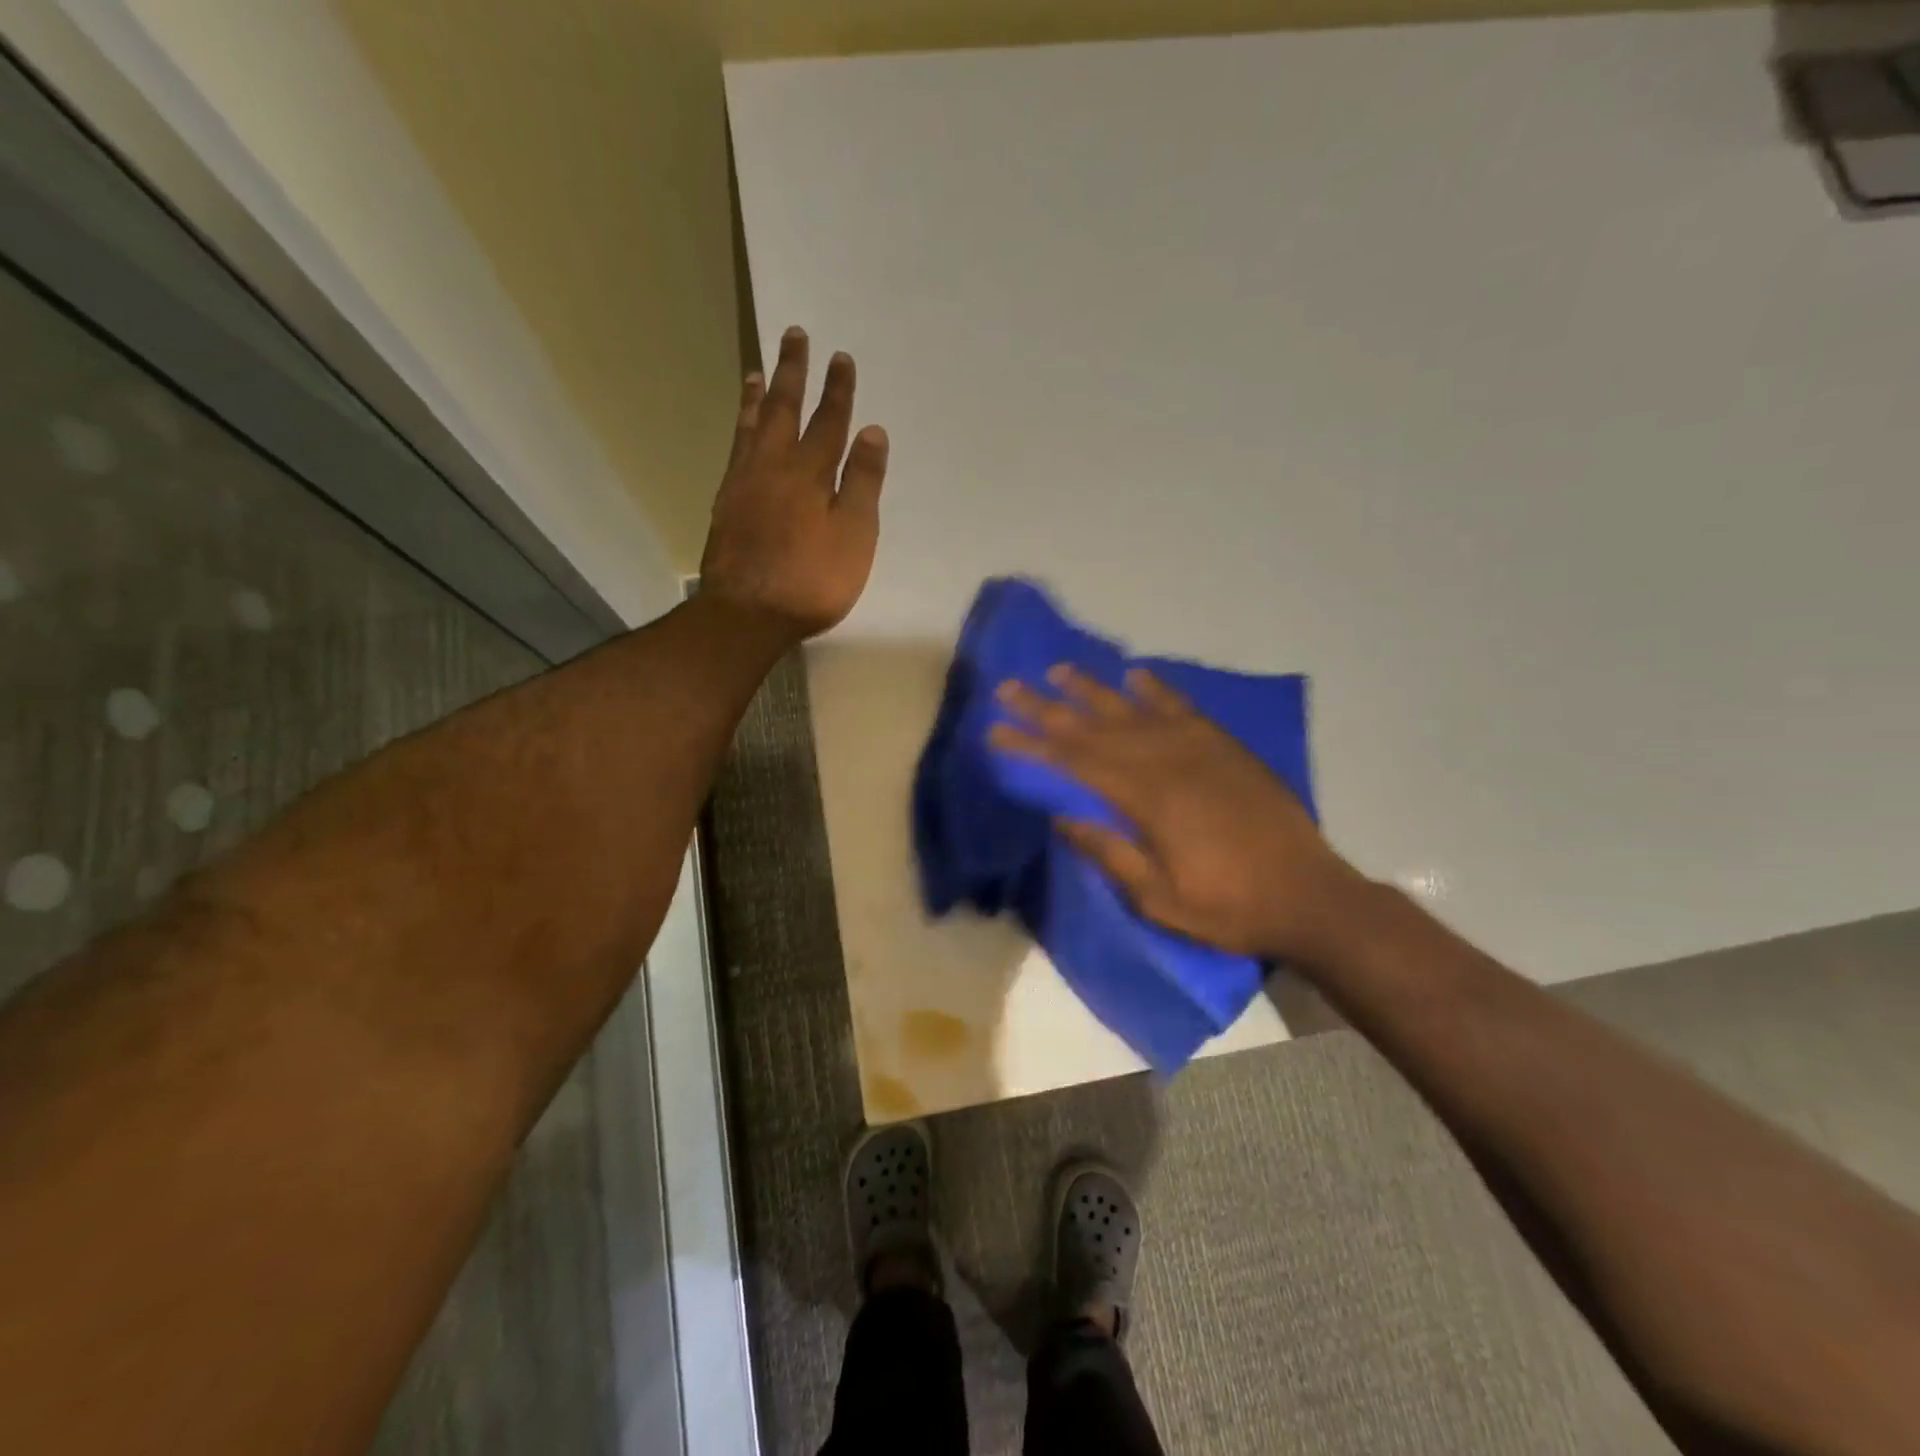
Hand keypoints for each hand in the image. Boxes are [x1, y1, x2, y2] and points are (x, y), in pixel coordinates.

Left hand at [701, 326, 888, 639]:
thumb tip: (871, 431)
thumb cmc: (812, 580)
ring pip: (752, 426)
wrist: (748, 614)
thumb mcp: (854, 535)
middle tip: (794, 335)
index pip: (829, 421)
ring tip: (758, 370)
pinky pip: (735, 450)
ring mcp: (744, 483)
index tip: (841, 357)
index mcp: (811, 472)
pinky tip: (742, 429)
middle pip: (785, 410)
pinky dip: (740, 428)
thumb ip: (862, 483)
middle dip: (794, 372)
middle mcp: (773, 466)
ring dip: (759, 396)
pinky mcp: (725, 504)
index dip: (838, 390)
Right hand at [989, 666, 1368, 965]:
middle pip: (1094, 728)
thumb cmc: (1229, 906)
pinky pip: (1182, 708)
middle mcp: (1167, 761)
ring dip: (1092, 689)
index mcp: (1147, 799)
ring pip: (1133, 709)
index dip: (1032, 745)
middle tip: (1010, 688)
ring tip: (1058, 670)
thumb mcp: (1159, 898)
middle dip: (1047, 708)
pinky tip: (1134, 676)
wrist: (1309, 896)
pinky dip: (1156, 690)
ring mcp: (1199, 748)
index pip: (1074, 763)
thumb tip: (1061, 818)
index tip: (997, 730)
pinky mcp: (1225, 747)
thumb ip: (1109, 853)